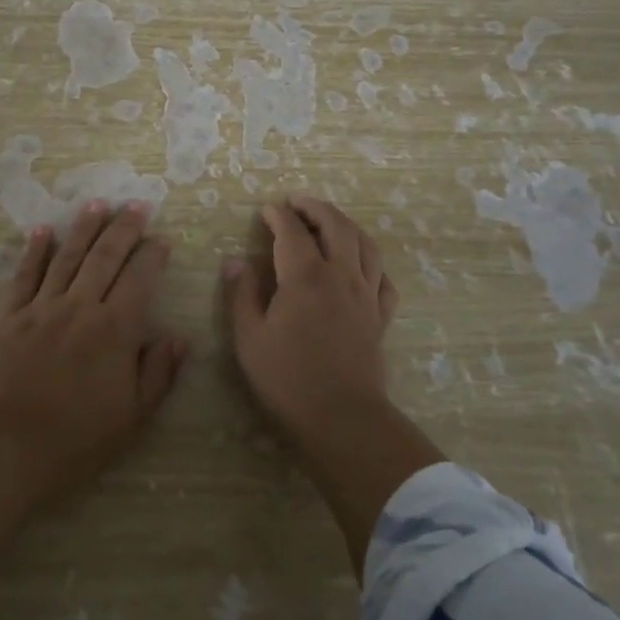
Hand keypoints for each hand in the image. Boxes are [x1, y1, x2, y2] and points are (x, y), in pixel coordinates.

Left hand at [0, 202, 187, 490]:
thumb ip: (158, 373)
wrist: (9, 445)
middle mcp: (81, 307)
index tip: (161, 240)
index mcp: (115, 329)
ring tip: (96, 204)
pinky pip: (24, 277)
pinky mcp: (9, 318)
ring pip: (67, 257)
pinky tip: (42, 230)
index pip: (139, 280)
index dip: (152, 256)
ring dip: (83, 228)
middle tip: (136, 205)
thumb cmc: (79, 437)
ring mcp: (42, 309)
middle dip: (123, 229)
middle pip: (105, 257)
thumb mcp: (134, 415)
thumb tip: (178, 338)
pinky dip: (34, 252)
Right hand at [224, 193, 398, 450]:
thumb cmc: (288, 378)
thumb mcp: (249, 337)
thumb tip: (236, 261)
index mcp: (306, 276)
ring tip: (329, 222)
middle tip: (296, 202)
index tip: (266, 210)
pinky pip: (383, 278)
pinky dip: (371, 263)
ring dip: (345, 224)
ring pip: (365, 244)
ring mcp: (366, 294)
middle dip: (315, 207)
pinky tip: (360, 266)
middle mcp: (341, 275)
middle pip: (335, 225)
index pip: (292, 231)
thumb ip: (242, 294)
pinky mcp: (380, 316)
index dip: (279, 215)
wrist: (343, 417)